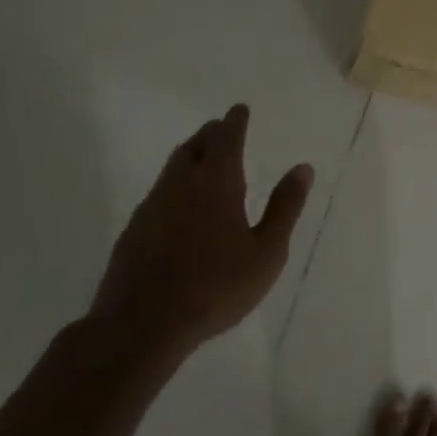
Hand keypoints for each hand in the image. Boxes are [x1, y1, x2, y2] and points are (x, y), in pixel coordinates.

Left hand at [87, 104, 313, 372]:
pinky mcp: (133, 231)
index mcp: (216, 182)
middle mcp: (181, 184)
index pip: (226, 137)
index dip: (235, 121)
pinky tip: (179, 207)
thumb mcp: (267, 252)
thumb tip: (303, 168)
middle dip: (211, 133)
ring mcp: (152, 207)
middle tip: (222, 129)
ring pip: (172, 168)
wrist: (141, 326)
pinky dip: (174, 186)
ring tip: (202, 160)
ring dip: (190, 156)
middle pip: (194, 146)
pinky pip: (158, 194)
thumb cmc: (216, 287)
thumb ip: (285, 207)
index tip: (240, 109)